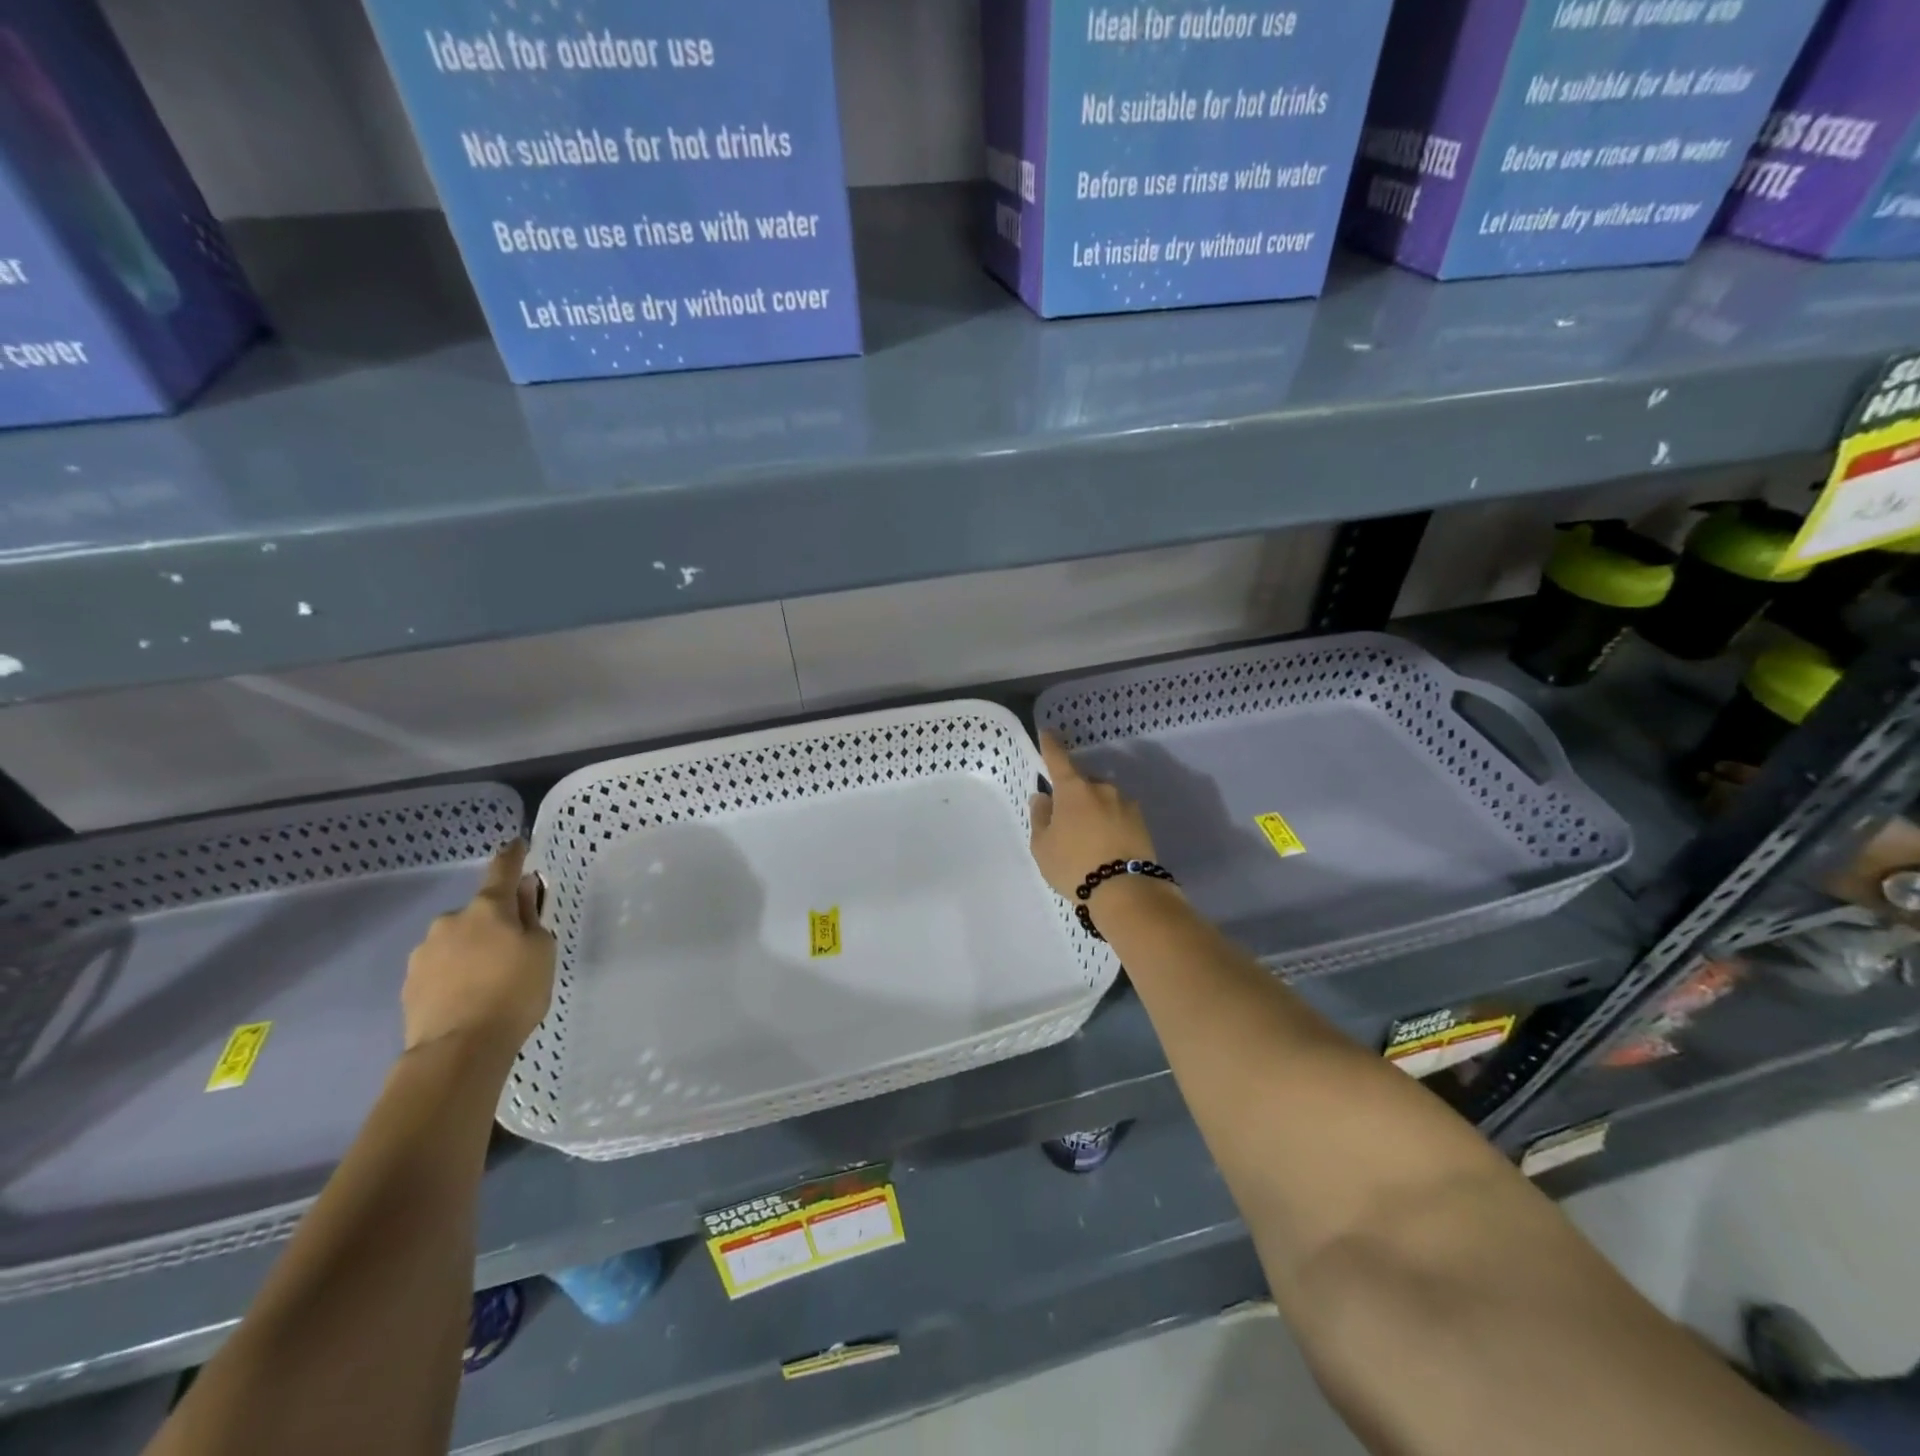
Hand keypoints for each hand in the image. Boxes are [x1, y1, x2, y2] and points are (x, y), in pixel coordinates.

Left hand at [402, 841, 554, 1059]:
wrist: (458, 1049)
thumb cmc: (514, 992)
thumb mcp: (541, 950)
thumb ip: (532, 917)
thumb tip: (522, 891)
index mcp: (488, 908)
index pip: (502, 870)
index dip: (512, 856)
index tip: (517, 845)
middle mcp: (450, 921)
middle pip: (478, 913)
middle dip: (493, 924)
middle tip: (513, 952)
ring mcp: (424, 952)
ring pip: (456, 941)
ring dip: (471, 951)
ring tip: (488, 983)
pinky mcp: (409, 983)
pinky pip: (440, 968)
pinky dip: (455, 974)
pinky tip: (467, 998)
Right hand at [1029, 732, 1157, 900]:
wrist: (1125, 891)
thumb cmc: (1074, 865)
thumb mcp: (1043, 846)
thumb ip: (1040, 817)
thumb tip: (1043, 797)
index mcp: (1073, 788)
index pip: (1058, 758)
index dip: (1050, 745)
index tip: (1047, 733)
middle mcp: (1101, 788)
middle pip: (1082, 783)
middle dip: (1073, 794)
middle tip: (1065, 821)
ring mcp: (1125, 803)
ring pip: (1102, 799)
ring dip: (1093, 810)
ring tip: (1088, 840)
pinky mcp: (1142, 822)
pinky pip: (1118, 815)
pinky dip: (1110, 823)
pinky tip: (1106, 845)